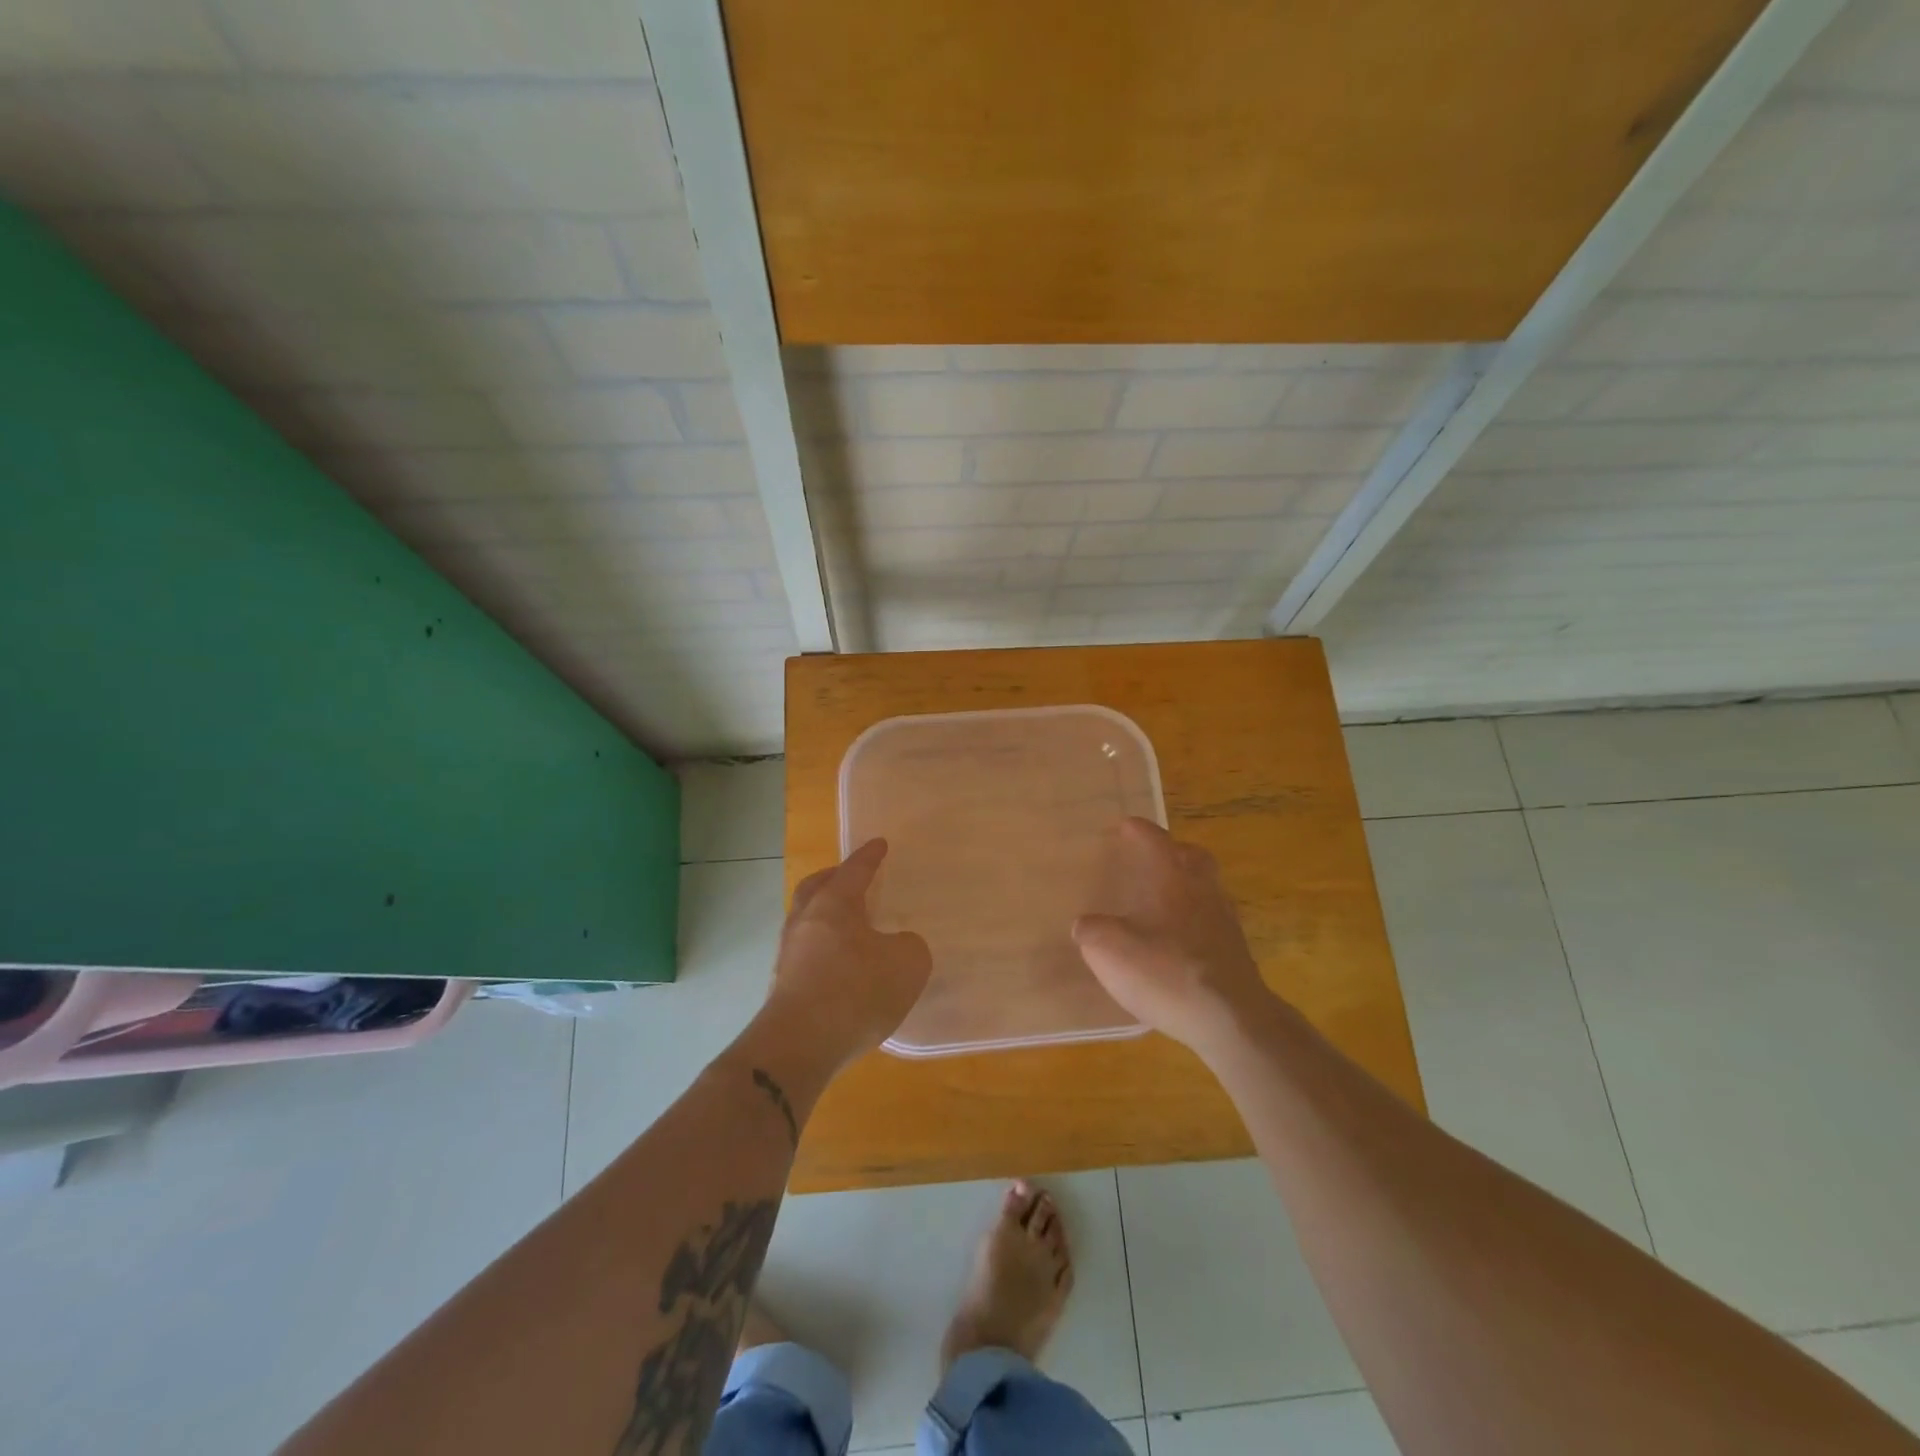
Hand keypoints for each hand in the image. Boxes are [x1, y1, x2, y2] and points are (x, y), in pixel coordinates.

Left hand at [761, 838, 931, 1071]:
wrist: (799, 1045)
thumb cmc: (856, 991)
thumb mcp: (907, 964)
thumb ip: (910, 947)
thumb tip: (898, 947)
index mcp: (834, 904)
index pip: (854, 870)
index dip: (870, 857)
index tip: (879, 844)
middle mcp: (805, 921)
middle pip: (815, 888)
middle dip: (834, 878)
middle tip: (851, 878)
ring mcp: (788, 955)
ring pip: (806, 922)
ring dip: (826, 918)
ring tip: (849, 928)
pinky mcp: (783, 987)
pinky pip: (805, 954)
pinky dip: (823, 950)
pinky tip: (840, 968)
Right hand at [1073, 818, 1277, 1054]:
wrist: (1231, 1021)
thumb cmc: (1169, 973)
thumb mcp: (1111, 951)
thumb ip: (1092, 932)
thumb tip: (1084, 925)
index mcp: (1174, 880)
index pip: (1156, 841)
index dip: (1139, 830)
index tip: (1125, 825)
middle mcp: (1204, 892)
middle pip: (1194, 858)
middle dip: (1174, 852)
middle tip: (1153, 859)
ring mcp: (1225, 923)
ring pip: (1207, 889)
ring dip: (1187, 888)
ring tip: (1161, 904)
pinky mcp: (1235, 955)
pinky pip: (1212, 923)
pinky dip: (1193, 923)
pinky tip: (1176, 943)